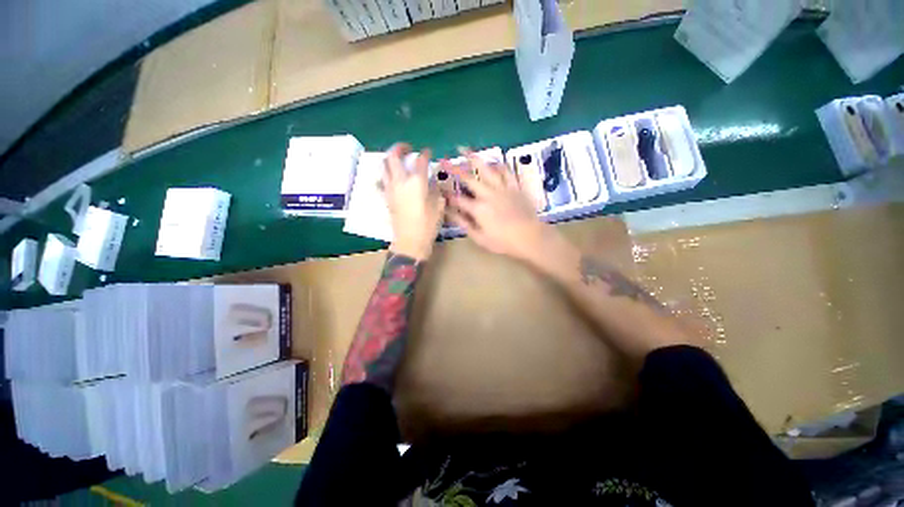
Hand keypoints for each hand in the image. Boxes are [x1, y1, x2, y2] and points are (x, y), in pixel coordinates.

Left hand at [382, 143, 445, 260]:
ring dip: (390, 158)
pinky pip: (383, 179)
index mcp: (417, 182)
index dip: (425, 153)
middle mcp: (400, 181)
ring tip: (398, 160)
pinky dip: (387, 173)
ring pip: (384, 166)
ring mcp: (390, 189)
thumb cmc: (428, 225)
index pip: (420, 161)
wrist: (410, 241)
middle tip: (407, 148)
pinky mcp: (386, 197)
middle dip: (399, 148)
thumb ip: (435, 190)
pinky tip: (393, 176)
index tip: (428, 151)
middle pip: (393, 157)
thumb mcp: (438, 206)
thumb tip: (432, 182)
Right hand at [445, 148, 564, 267]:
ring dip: (474, 158)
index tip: (439, 188)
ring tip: (464, 149)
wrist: (530, 237)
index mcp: (478, 209)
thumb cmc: (503, 241)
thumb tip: (450, 213)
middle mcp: (488, 194)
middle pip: (468, 178)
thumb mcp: (480, 238)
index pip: (457, 199)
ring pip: (486, 169)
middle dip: (453, 169)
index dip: (447, 194)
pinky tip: (493, 162)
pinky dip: (498, 165)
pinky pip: (506, 171)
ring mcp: (502, 188)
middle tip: (444, 160)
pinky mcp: (514, 187)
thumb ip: (464, 224)